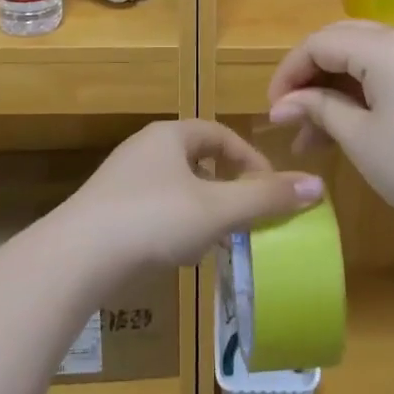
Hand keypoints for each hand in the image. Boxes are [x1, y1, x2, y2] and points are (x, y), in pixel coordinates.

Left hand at [56, 119, 324, 275]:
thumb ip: (266, 199)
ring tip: (217, 239)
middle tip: (246, 217)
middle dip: (227, 187)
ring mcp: (121, 180)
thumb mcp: (218, 210)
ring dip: (202, 208)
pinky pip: (154, 208)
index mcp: (170, 135)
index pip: (221, 135)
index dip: (250, 160)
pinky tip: (178, 253)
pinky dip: (175, 225)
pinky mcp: (107, 211)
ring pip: (176, 187)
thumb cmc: (153, 220)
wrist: (76, 258)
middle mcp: (144, 149)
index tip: (269, 191)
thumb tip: (317, 186)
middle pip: (198, 159)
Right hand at [267, 21, 393, 236]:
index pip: (319, 43)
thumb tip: (282, 105)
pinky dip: (359, 96)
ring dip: (332, 90)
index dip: (289, 73)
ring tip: (311, 138)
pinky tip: (345, 130)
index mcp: (383, 47)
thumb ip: (318, 109)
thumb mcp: (360, 138)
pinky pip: (385, 75)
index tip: (273, 111)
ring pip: (362, 60)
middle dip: (309, 77)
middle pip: (340, 42)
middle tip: (290, 117)